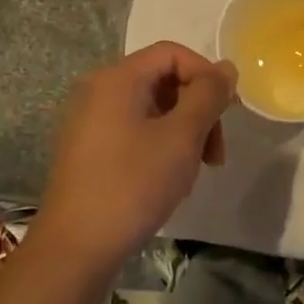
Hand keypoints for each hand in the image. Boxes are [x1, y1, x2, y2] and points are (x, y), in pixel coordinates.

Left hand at [38, 41, 236, 273]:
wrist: (75, 250)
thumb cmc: (132, 185)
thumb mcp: (182, 137)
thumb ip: (208, 95)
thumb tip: (226, 68)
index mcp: (117, 78)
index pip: (172, 54)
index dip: (206, 76)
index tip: (227, 113)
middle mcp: (98, 90)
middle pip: (163, 80)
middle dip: (198, 110)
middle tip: (216, 153)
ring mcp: (88, 121)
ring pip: (151, 109)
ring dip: (183, 132)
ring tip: (195, 172)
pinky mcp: (87, 150)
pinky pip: (133, 130)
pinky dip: (159, 146)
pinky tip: (169, 181)